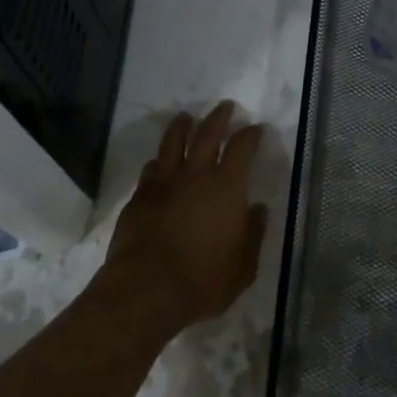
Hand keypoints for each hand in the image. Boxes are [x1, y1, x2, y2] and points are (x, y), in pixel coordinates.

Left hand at [104, 102, 268, 329]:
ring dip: (182, 126)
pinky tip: (159, 162)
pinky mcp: (139, 196)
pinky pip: (151, 168)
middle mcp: (195, 176)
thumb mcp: (243, 267)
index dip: (251, 134)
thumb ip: (253, 234)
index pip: (242, 148)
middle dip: (219, 117)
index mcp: (226, 188)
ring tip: (186, 117)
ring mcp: (163, 183)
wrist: (146, 290)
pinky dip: (159, 160)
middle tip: (225, 106)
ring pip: (173, 142)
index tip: (256, 128)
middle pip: (207, 133)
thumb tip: (257, 209)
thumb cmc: (203, 281)